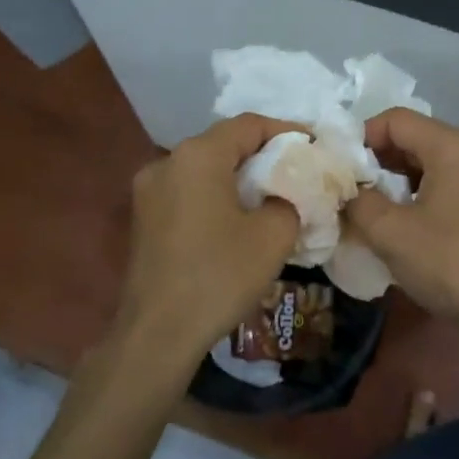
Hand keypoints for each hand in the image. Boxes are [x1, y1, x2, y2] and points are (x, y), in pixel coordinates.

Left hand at [115, 114, 301, 375]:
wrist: (157, 334)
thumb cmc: (219, 276)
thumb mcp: (274, 235)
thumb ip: (292, 198)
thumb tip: (290, 193)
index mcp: (198, 155)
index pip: (250, 125)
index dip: (287, 131)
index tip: (315, 147)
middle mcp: (167, 161)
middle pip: (224, 142)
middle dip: (264, 153)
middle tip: (298, 170)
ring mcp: (148, 189)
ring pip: (205, 167)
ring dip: (239, 175)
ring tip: (272, 194)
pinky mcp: (143, 217)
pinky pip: (188, 190)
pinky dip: (216, 193)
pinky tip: (237, 217)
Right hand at [344, 110, 458, 324]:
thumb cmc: (450, 263)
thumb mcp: (390, 232)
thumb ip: (358, 202)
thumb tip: (347, 193)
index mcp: (452, 146)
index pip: (396, 120)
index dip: (361, 137)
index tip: (340, 168)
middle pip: (414, 139)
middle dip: (377, 161)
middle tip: (350, 190)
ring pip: (430, 165)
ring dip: (396, 182)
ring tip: (371, 210)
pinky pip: (446, 187)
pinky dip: (419, 197)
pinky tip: (403, 227)